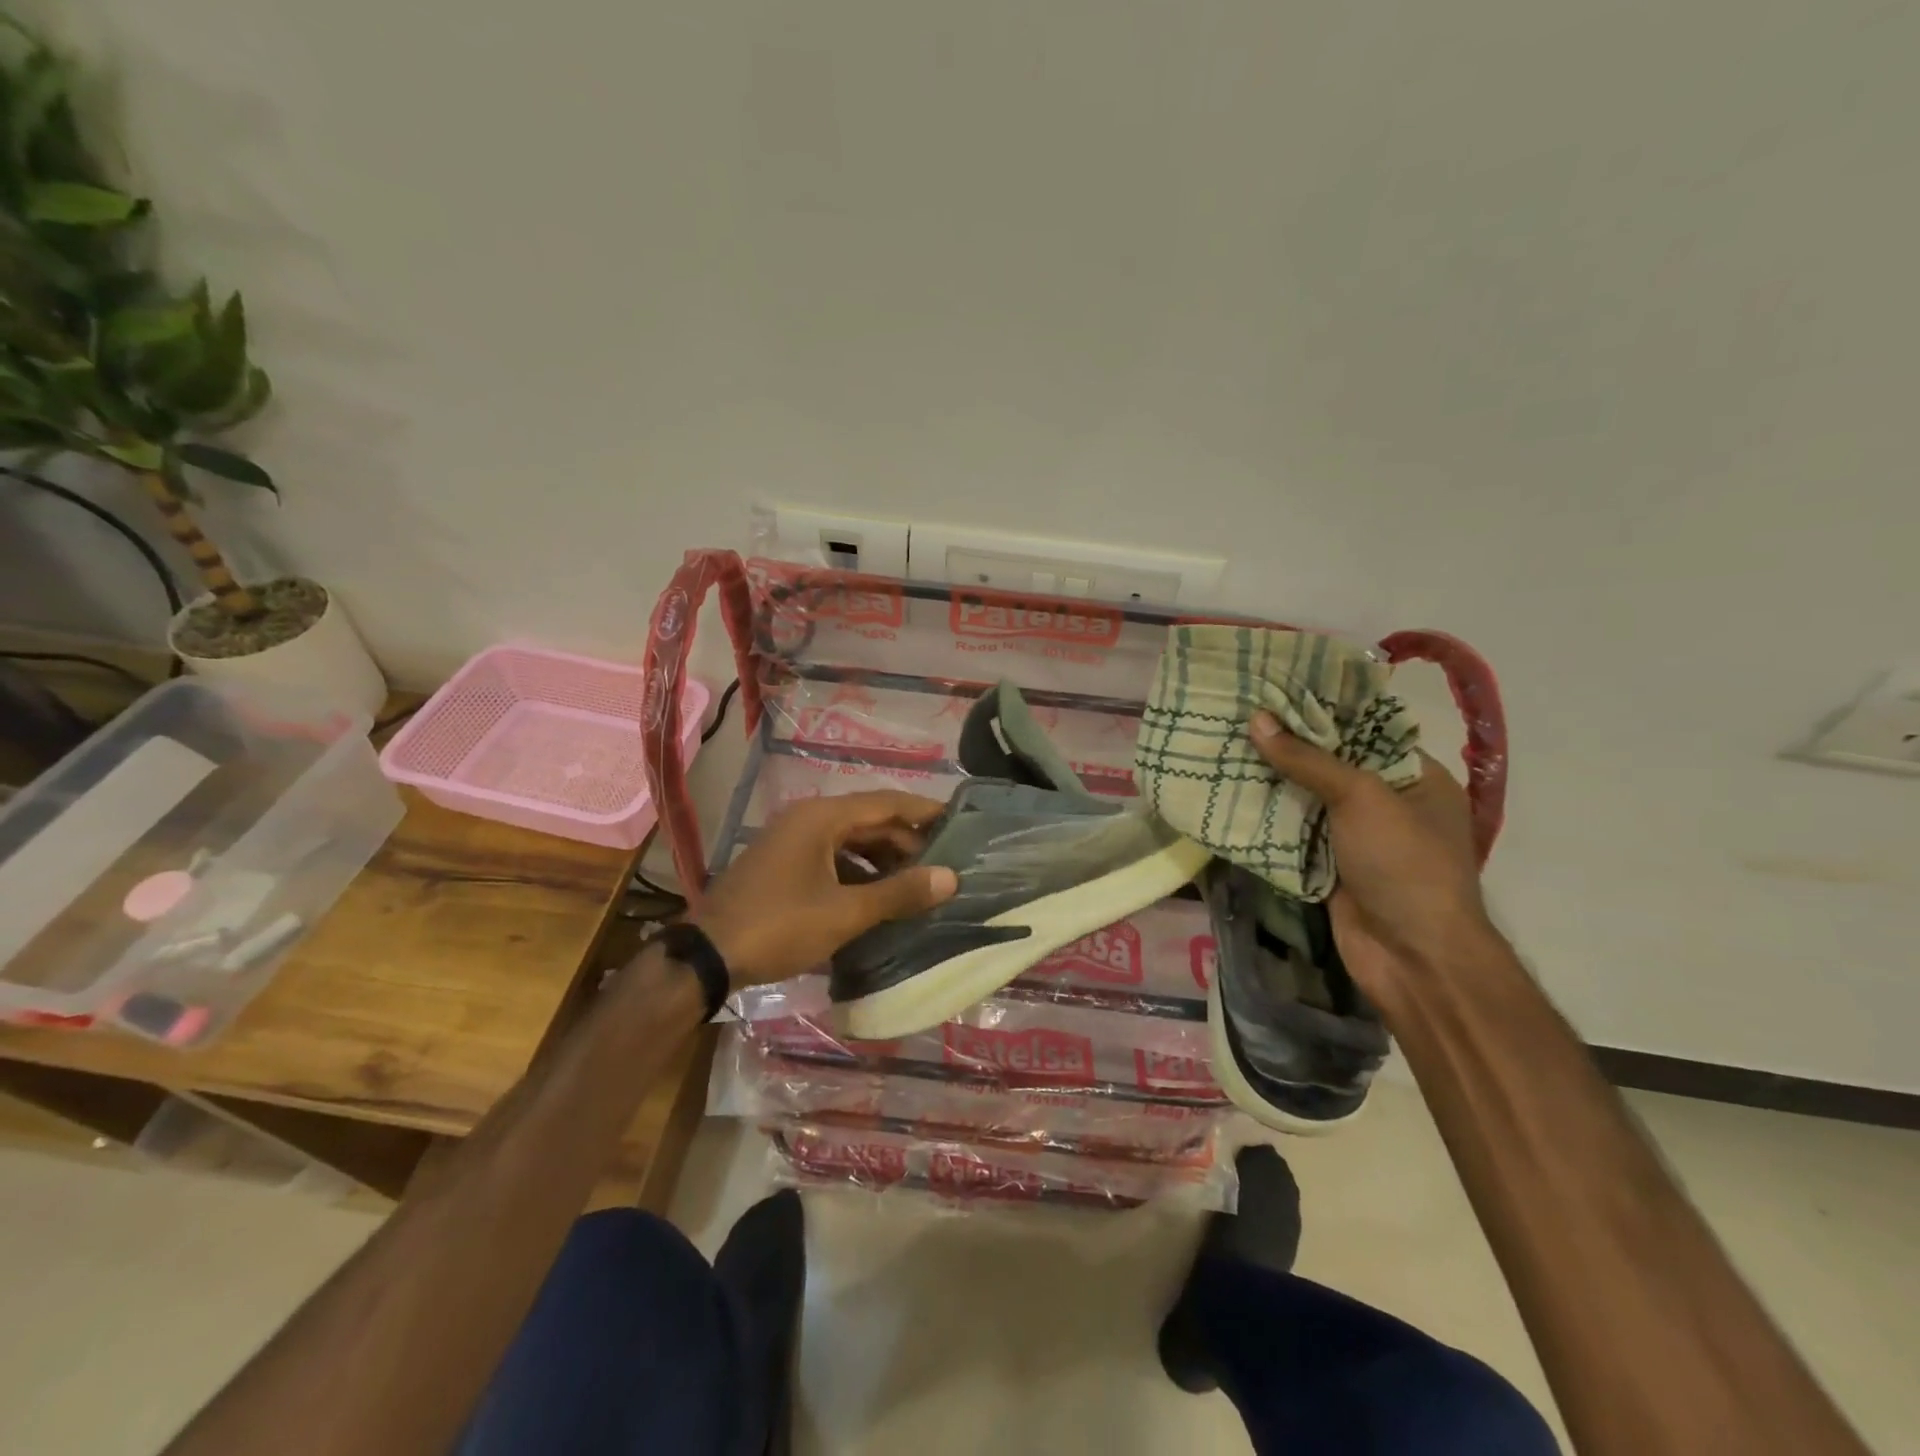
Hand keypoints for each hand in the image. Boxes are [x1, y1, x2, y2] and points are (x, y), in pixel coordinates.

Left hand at [692, 791, 958, 986]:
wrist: (707, 955)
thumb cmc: (780, 925)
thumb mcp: (845, 912)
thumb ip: (899, 893)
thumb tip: (950, 877)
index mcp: (822, 817)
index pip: (887, 802)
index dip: (924, 810)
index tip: (959, 819)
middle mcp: (807, 819)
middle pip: (869, 820)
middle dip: (907, 841)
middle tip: (943, 864)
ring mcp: (792, 841)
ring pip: (850, 841)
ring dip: (883, 859)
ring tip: (916, 885)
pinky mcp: (783, 864)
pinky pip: (832, 858)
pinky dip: (858, 872)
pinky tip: (877, 898)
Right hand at [1249, 712, 1496, 993]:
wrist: (1412, 957)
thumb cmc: (1404, 864)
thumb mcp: (1362, 798)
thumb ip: (1308, 759)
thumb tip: (1256, 719)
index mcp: (1416, 777)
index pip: (1365, 729)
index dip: (1321, 710)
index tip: (1273, 691)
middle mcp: (1388, 802)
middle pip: (1331, 764)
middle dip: (1287, 745)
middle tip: (1238, 716)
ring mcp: (1357, 837)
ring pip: (1307, 798)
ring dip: (1271, 781)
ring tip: (1224, 746)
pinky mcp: (1329, 865)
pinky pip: (1294, 832)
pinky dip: (1267, 818)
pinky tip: (1229, 793)